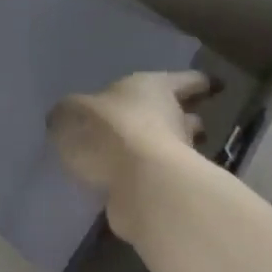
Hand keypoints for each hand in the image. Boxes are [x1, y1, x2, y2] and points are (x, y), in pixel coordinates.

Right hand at [49, 71, 213, 243]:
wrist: (138, 185)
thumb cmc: (109, 130)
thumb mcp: (71, 113)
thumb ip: (69, 114)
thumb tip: (63, 118)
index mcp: (155, 88)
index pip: (185, 80)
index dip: (194, 82)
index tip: (208, 85)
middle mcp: (173, 119)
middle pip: (185, 116)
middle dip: (180, 119)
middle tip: (170, 120)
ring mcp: (176, 158)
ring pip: (175, 148)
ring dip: (165, 150)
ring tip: (139, 154)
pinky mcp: (167, 192)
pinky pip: (156, 179)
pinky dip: (147, 179)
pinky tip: (125, 182)